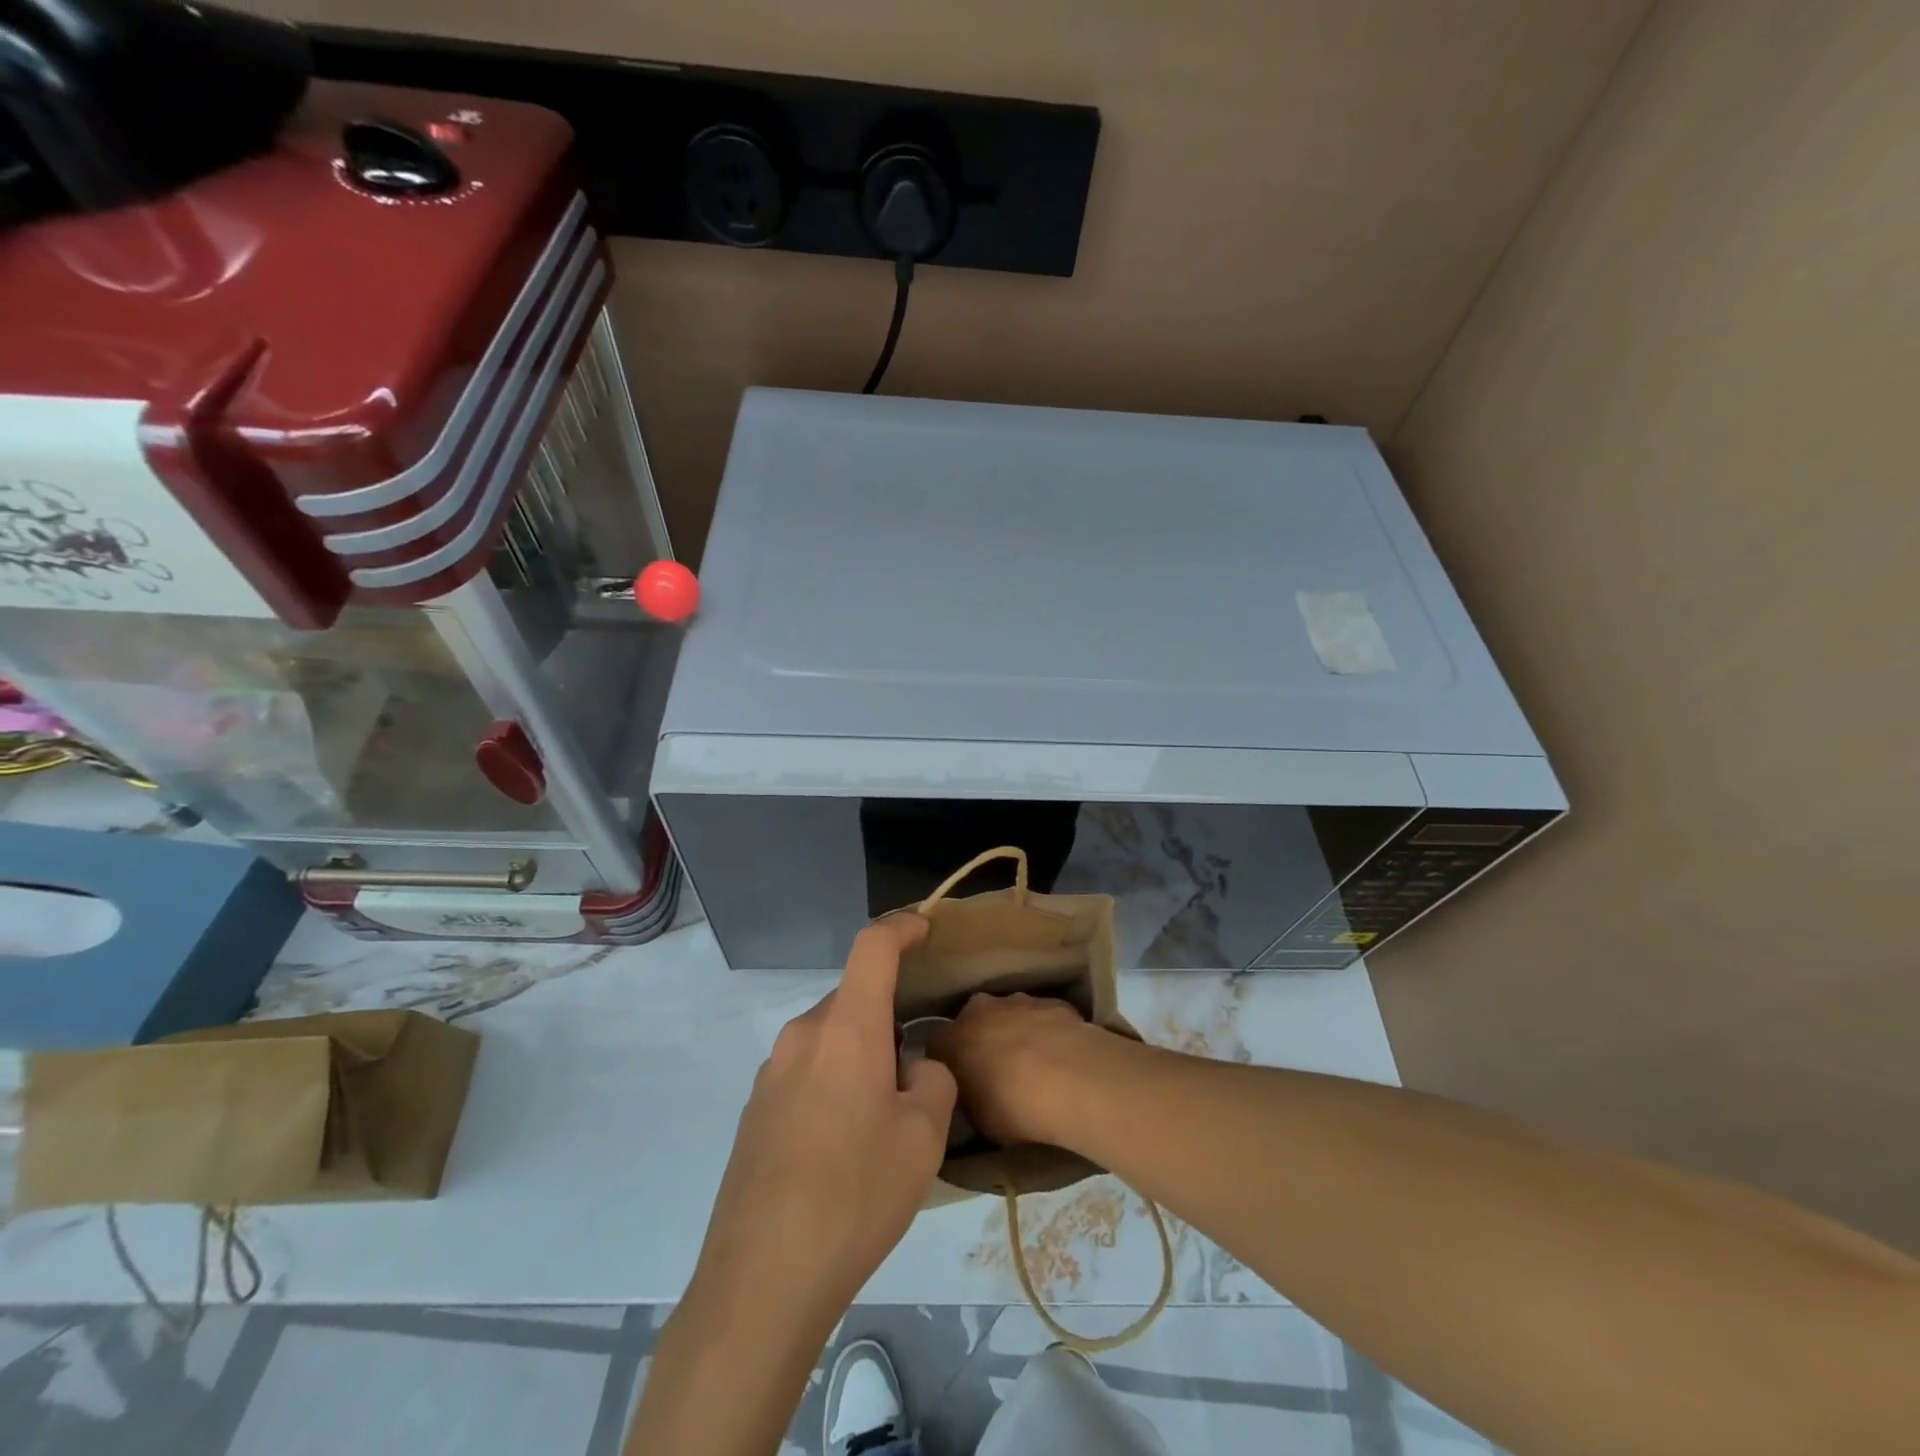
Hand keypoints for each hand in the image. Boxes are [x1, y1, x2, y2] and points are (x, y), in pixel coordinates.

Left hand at [689, 914, 955, 1329]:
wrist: (762, 1278)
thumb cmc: (855, 1195)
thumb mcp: (923, 1138)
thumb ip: (934, 1081)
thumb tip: (915, 1068)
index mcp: (847, 1028)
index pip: (873, 946)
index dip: (902, 927)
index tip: (925, 928)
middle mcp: (803, 1035)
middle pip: (855, 999)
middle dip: (888, 1019)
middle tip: (915, 1074)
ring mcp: (771, 1071)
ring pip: (831, 1038)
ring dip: (861, 1056)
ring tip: (881, 1119)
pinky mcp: (755, 1108)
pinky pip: (806, 1070)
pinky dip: (833, 1082)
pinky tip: (842, 1145)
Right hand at [930, 991, 1108, 1148]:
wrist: (1070, 1080)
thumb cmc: (1013, 1108)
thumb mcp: (977, 1119)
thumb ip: (968, 1098)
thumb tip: (972, 1094)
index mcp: (951, 1038)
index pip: (938, 1047)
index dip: (950, 1065)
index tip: (962, 1084)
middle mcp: (979, 1010)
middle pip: (974, 1022)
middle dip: (982, 1041)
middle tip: (997, 1072)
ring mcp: (1017, 1000)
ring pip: (1009, 1014)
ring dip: (1016, 1033)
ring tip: (1034, 1065)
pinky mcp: (1052, 1001)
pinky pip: (1042, 1017)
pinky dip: (1046, 1031)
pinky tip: (1061, 1057)